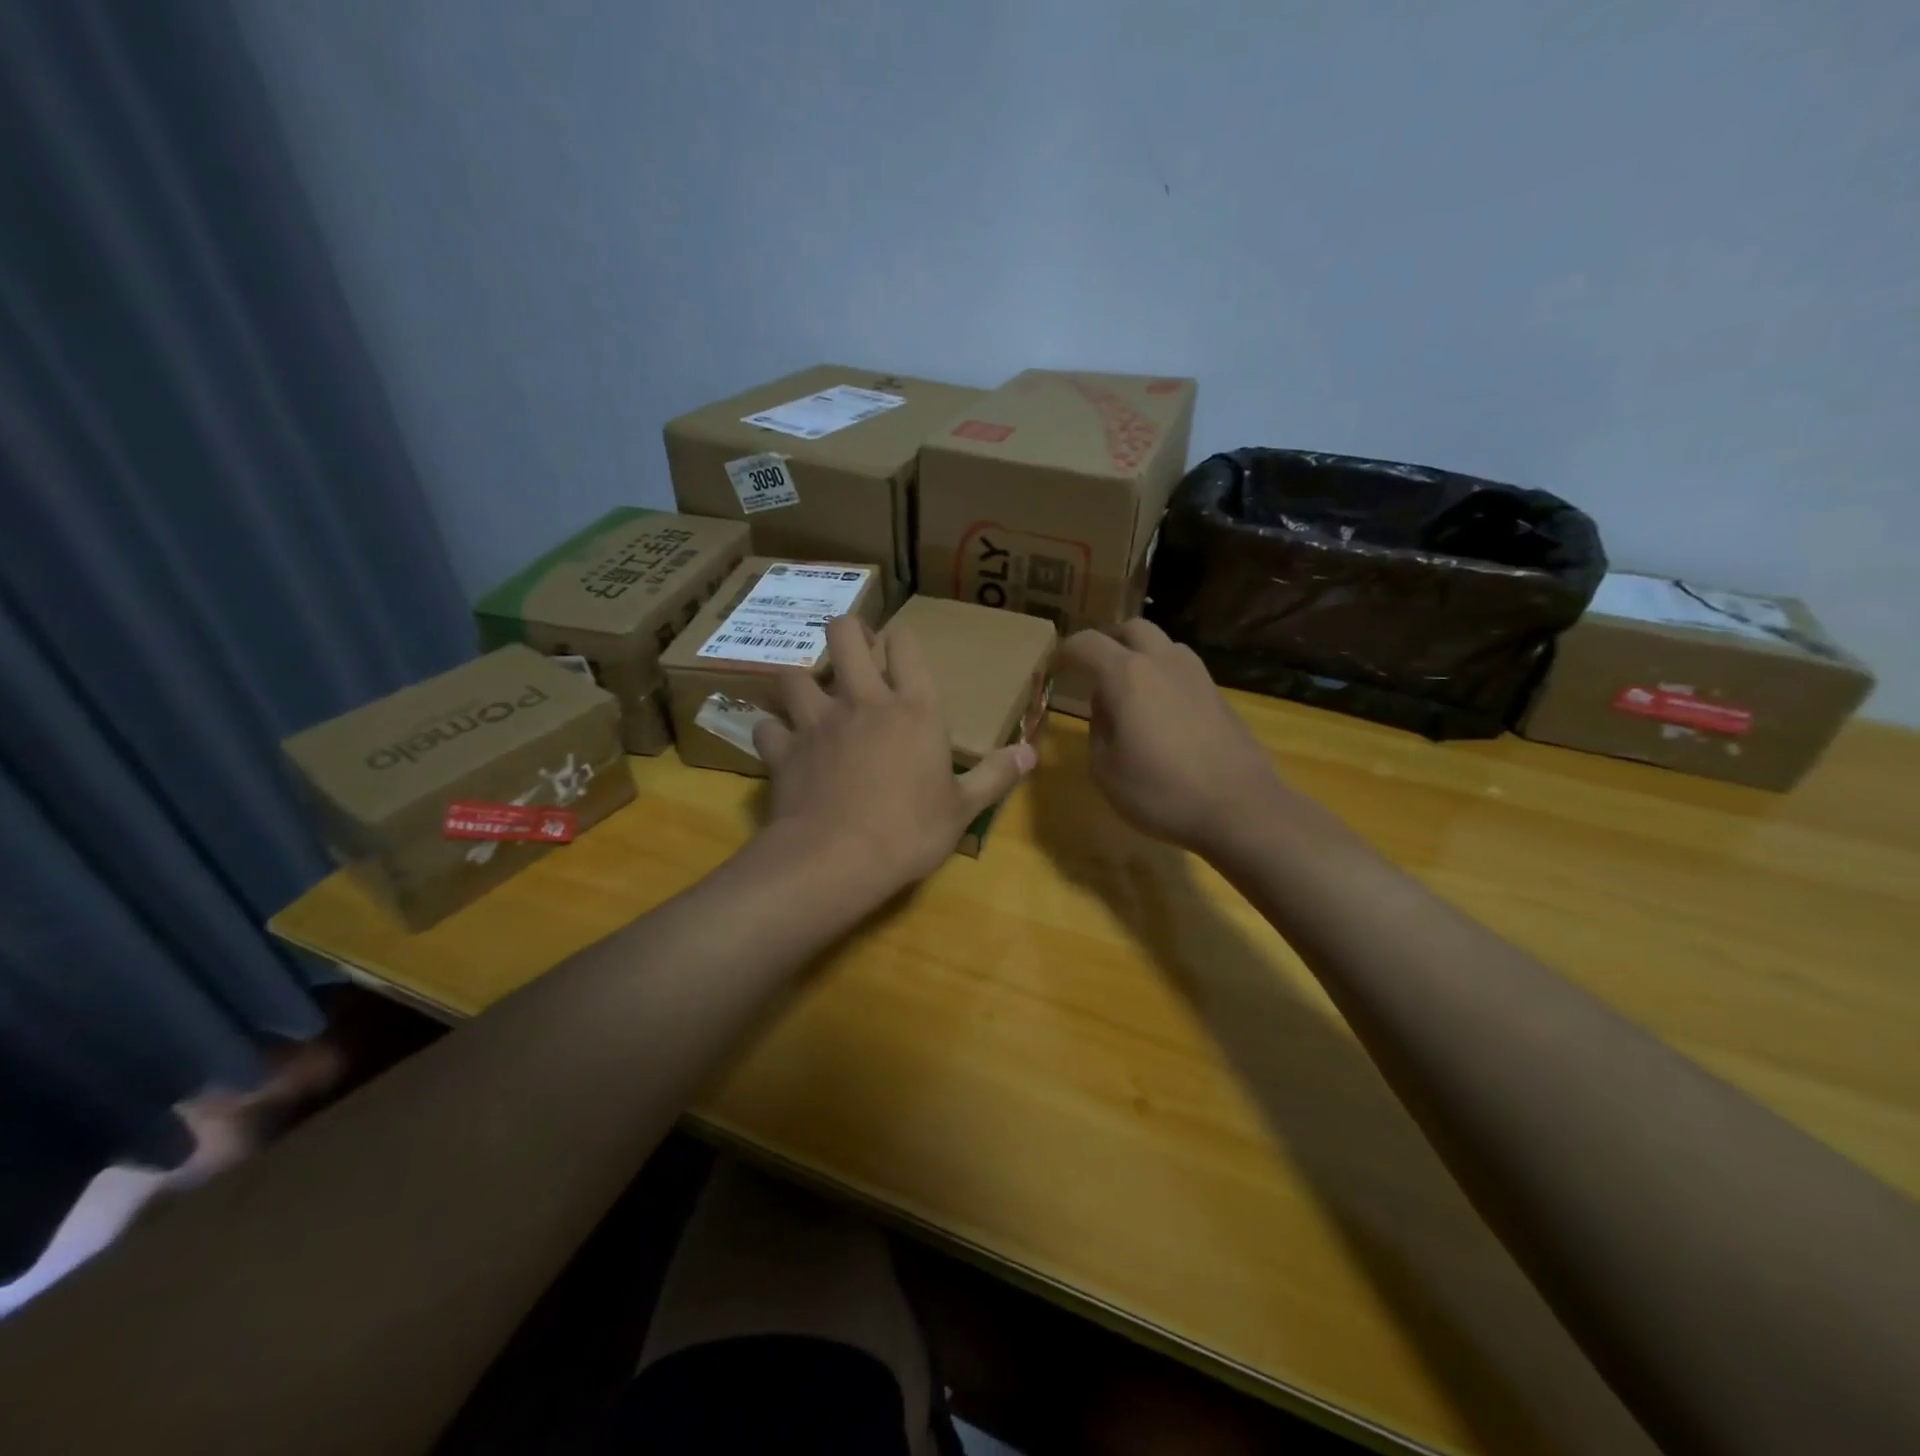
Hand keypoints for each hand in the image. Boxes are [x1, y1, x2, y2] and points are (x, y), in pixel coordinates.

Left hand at [752, 617, 1035, 897]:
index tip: (900, 645)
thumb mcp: (962, 808)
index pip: (906, 647)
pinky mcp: (783, 750)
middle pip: (844, 634)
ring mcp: (816, 722)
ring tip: (812, 696)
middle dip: (849, 631)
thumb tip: (1031, 753)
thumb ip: (996, 775)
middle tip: (855, 650)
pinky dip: (774, 731)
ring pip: (795, 674)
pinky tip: (782, 743)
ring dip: (802, 681)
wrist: (837, 860)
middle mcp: (862, 701)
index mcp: (913, 709)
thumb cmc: (909, 831)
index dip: (901, 638)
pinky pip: (768, 726)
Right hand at [1059, 620, 1288, 857]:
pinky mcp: (1218, 694)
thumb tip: (1104, 706)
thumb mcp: (1105, 769)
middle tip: (1093, 667)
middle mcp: (1163, 662)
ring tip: (1127, 688)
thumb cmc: (1161, 792)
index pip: (1087, 644)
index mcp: (1127, 675)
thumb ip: (1097, 728)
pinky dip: (1163, 676)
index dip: (1065, 651)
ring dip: (1140, 655)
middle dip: (1107, 641)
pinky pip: (1182, 669)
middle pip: (1132, 628)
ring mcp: (1197, 675)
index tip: (1054, 666)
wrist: (1240, 808)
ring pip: (1163, 645)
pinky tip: (1159, 710)